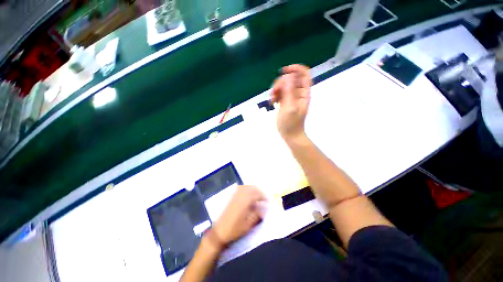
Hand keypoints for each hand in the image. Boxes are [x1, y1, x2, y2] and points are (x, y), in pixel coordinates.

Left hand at [213, 185, 265, 244]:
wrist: (219, 231)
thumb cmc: (235, 229)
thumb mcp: (248, 225)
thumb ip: (257, 215)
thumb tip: (263, 209)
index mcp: (245, 201)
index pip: (257, 194)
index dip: (263, 197)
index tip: (267, 202)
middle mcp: (240, 195)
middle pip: (252, 188)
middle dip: (259, 192)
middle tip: (263, 199)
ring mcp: (235, 195)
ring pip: (246, 187)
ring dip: (253, 190)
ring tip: (257, 197)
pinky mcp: (232, 197)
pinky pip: (241, 188)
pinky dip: (247, 189)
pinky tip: (248, 196)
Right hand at [271, 64, 311, 140]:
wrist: (290, 134)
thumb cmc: (291, 123)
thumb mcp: (290, 108)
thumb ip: (289, 92)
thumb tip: (288, 77)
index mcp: (304, 93)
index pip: (304, 74)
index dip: (295, 69)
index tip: (283, 71)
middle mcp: (298, 93)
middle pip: (290, 78)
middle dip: (280, 83)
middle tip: (275, 93)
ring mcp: (291, 97)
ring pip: (283, 85)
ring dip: (276, 89)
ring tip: (272, 99)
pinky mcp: (285, 102)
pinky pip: (279, 93)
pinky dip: (274, 95)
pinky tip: (272, 102)